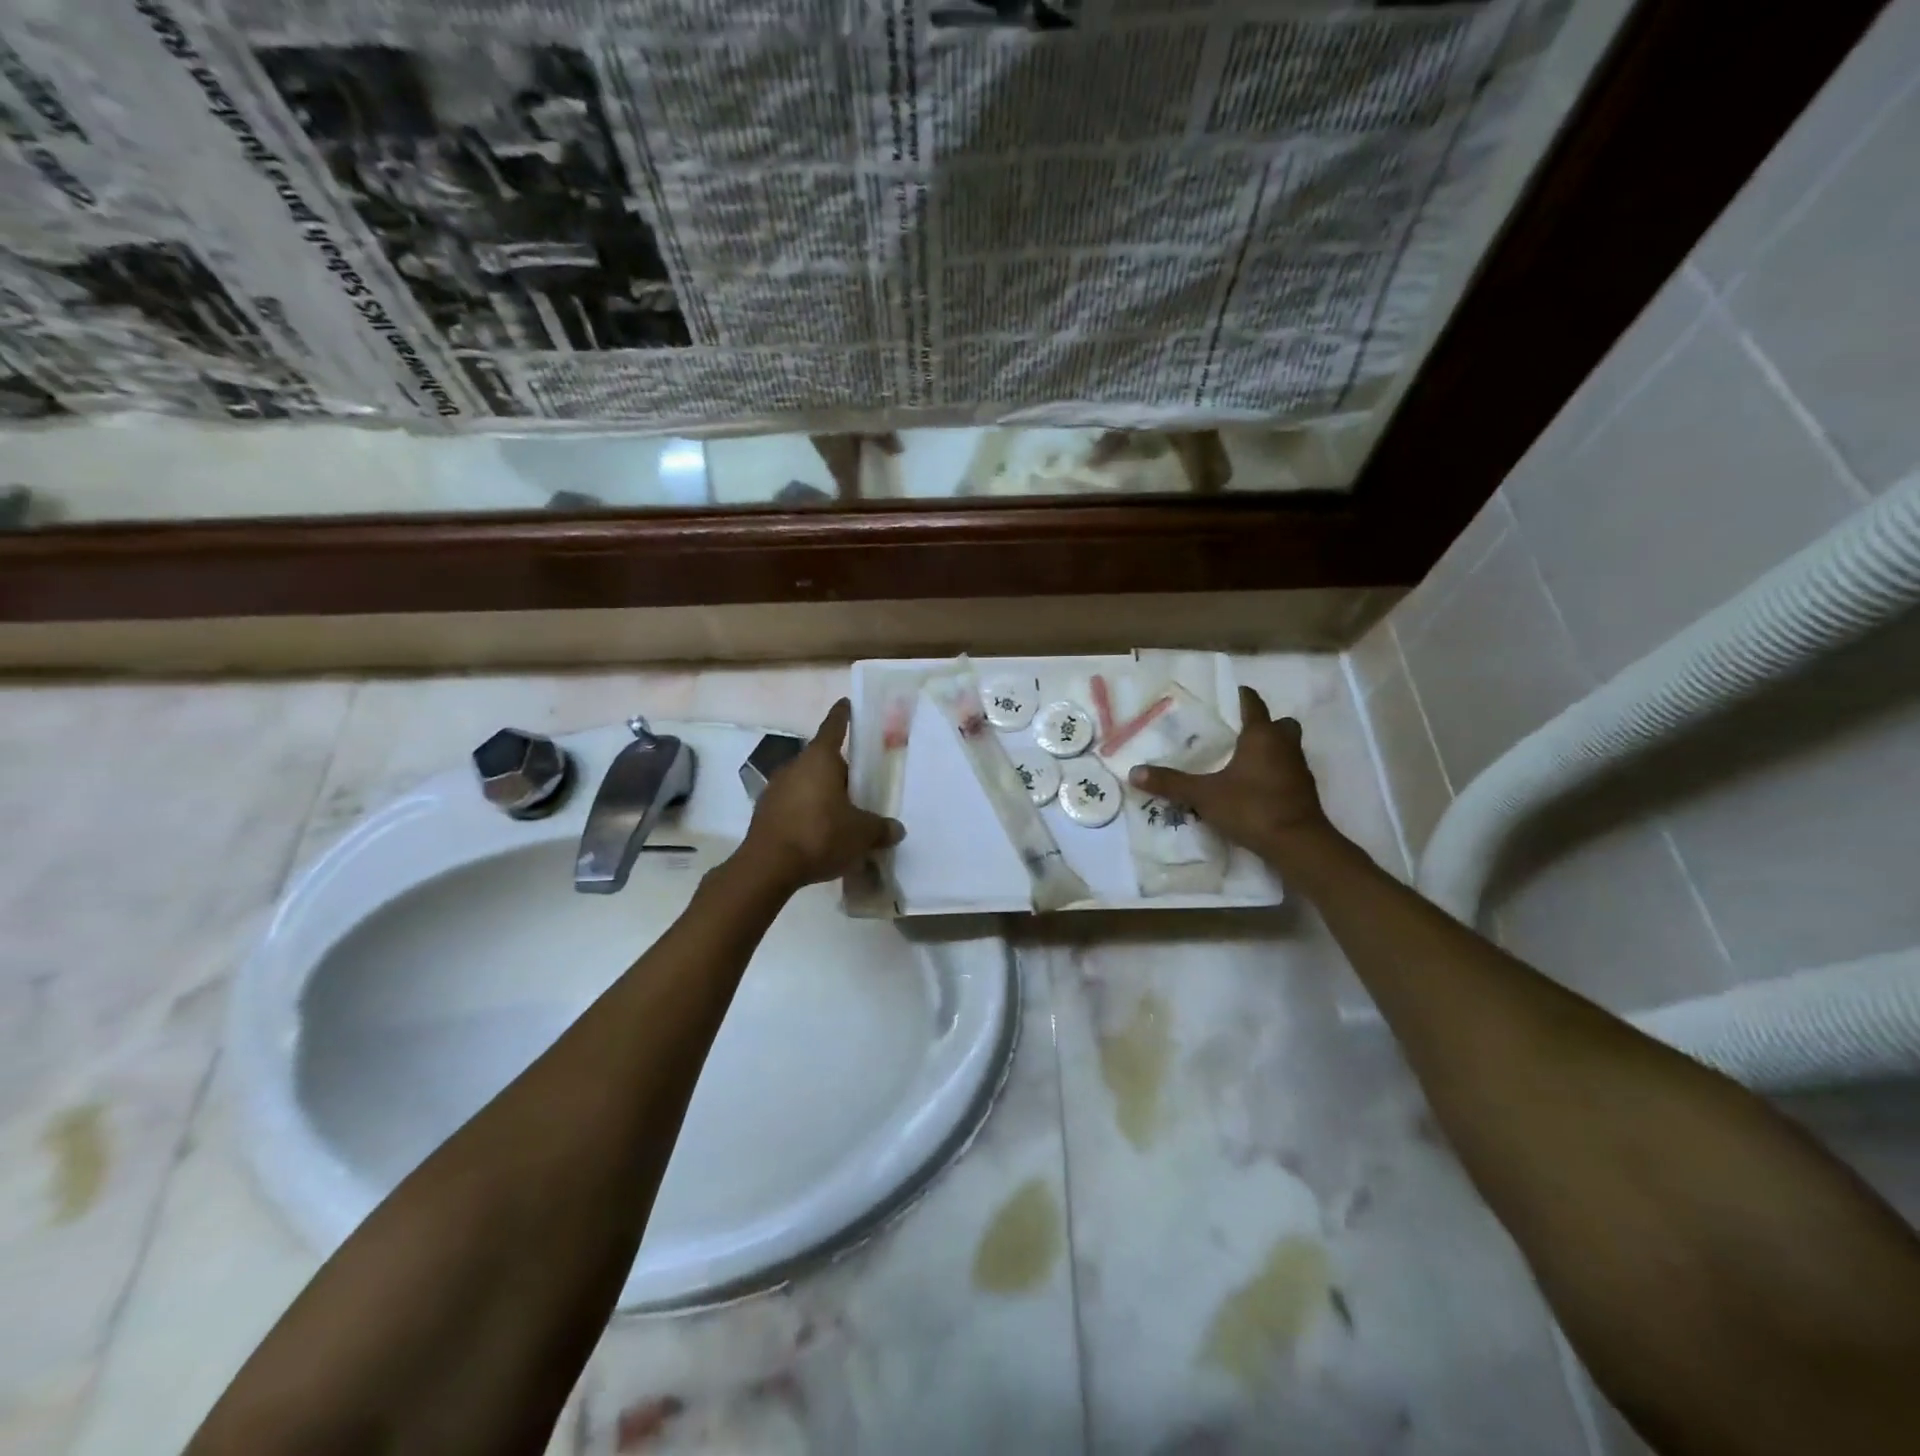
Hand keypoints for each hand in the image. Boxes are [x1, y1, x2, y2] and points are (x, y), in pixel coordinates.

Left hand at [736, 698, 904, 890]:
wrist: (767, 867)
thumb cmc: (820, 835)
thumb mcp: (861, 834)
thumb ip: (881, 828)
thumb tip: (897, 829)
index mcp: (820, 759)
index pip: (834, 727)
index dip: (843, 715)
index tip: (847, 704)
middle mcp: (795, 766)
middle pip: (822, 760)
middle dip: (841, 770)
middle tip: (861, 783)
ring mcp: (776, 788)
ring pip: (807, 782)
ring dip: (823, 793)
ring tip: (843, 813)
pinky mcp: (765, 812)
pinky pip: (794, 804)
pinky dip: (808, 812)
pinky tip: (820, 832)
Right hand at [1128, 686, 1338, 866]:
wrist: (1297, 843)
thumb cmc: (1251, 807)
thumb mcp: (1204, 795)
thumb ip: (1171, 783)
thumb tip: (1134, 773)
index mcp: (1262, 735)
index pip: (1253, 704)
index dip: (1241, 697)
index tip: (1229, 695)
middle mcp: (1284, 745)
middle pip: (1279, 724)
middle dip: (1263, 725)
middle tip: (1237, 733)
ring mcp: (1299, 768)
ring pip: (1286, 748)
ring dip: (1270, 749)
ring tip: (1241, 760)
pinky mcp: (1304, 791)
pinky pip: (1288, 771)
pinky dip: (1274, 772)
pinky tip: (1254, 786)